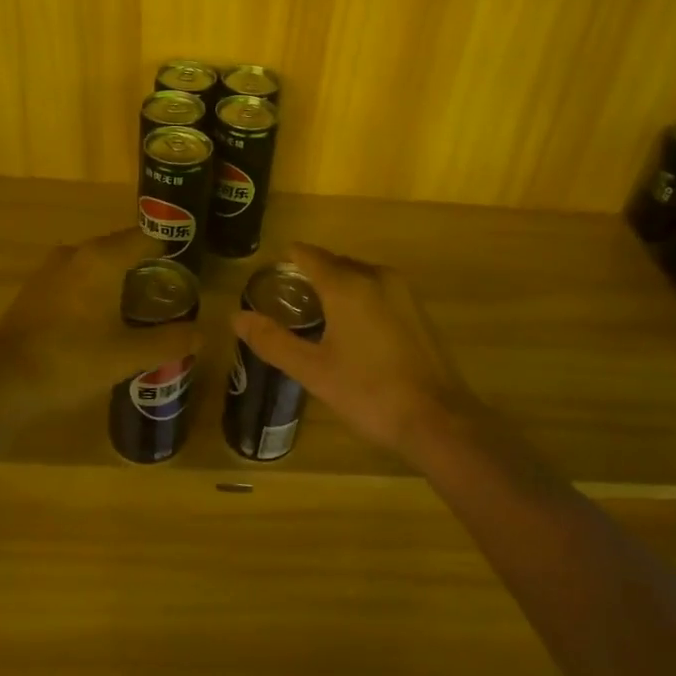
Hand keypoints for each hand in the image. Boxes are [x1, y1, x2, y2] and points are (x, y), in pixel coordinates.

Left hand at [0, 229, 202, 415]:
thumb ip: (168, 341)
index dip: (170, 251)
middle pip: (121, 249)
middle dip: (147, 269)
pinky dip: (96, 292)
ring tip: (143, 310)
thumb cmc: (69, 360)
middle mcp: (76, 254)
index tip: (189, 271)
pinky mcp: (36, 291)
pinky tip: (105, 321)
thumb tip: (202, 333)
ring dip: (120, 281)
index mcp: (101, 258)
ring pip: (97, 265)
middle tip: (172, 296)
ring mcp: (51, 270)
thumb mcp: (127, 355)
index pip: (145, 238)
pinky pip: (78, 280)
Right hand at [229, 243, 483, 458]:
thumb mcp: (313, 371)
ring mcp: (403, 293)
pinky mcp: (418, 311)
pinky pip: (378, 291)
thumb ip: (273, 341)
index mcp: (347, 285)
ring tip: (316, 315)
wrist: (438, 419)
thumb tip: (237, 317)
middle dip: (310, 275)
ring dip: (337, 287)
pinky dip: (359, 299)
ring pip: (359, 277)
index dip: (287, 259)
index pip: (309, 256)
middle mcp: (376, 277)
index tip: (269, 273)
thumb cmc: (369, 393)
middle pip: (335, 263)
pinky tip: (352, 330)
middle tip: (287, 301)